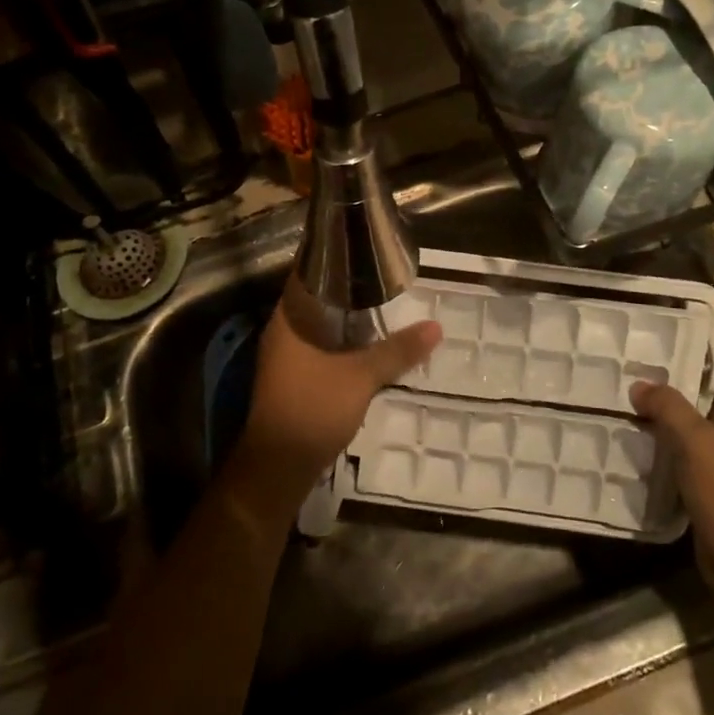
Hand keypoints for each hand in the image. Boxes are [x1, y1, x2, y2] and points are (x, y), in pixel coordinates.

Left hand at [232, 279, 441, 523]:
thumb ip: (397, 351)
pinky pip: (319, 346)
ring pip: (318, 325)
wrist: (278, 467)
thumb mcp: (361, 378)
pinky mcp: (293, 377)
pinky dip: (342, 340)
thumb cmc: (312, 410)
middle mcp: (282, 331)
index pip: (308, 272)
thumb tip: (435, 327)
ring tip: (383, 305)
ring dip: (346, 317)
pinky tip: (368, 343)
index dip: (334, 257)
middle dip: (348, 288)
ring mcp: (285, 356)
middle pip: (316, 298)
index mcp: (289, 319)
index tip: (366, 247)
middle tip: (385, 276)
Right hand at [630, 364, 713, 606]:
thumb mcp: (697, 442)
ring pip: (686, 424)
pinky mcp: (705, 482)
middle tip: (628, 367)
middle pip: (700, 393)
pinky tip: (629, 439)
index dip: (697, 349)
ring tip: (622, 398)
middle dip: (668, 381)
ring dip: (659, 414)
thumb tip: (640, 386)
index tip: (660, 338)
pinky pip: (679, 452)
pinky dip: (658, 444)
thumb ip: (669, 408)